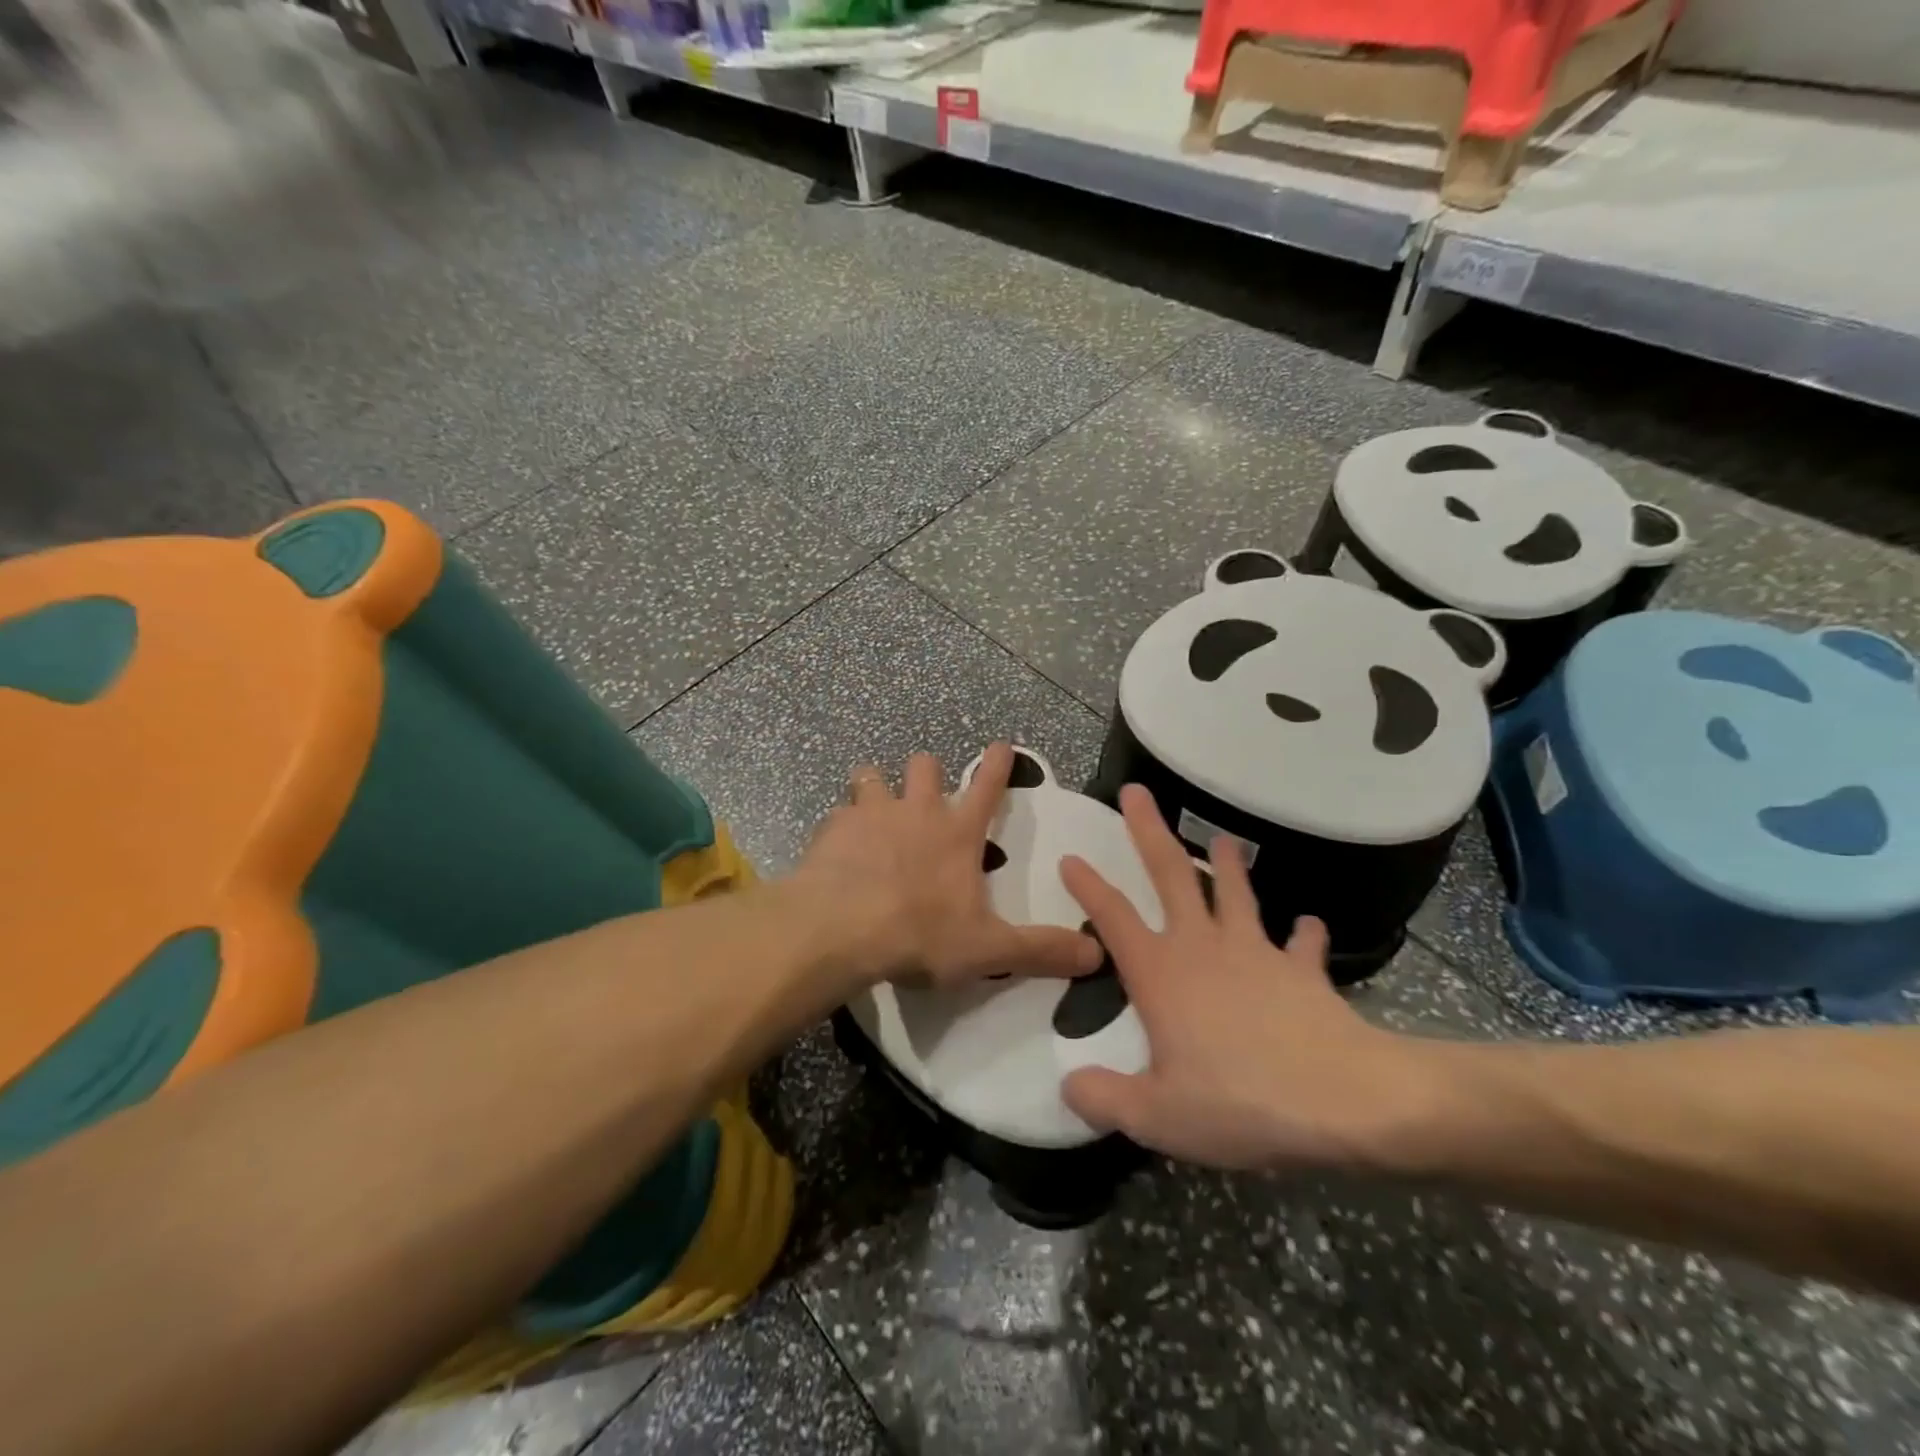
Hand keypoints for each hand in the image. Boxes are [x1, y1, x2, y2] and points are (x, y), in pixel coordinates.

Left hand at [795, 744, 1102, 992]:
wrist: (839, 930)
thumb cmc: (919, 935)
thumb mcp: (988, 949)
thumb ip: (1041, 950)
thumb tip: (1096, 955)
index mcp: (957, 833)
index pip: (987, 787)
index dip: (998, 764)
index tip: (1000, 745)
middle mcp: (916, 811)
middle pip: (925, 766)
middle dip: (927, 772)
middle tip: (922, 794)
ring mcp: (870, 814)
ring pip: (872, 777)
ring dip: (875, 788)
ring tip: (872, 811)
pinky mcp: (831, 828)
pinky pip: (837, 815)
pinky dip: (840, 828)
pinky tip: (836, 851)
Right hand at [1059, 785, 1442, 1174]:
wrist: (1345, 1101)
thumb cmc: (1241, 1103)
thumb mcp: (1157, 1117)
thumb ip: (1105, 1099)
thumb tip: (1068, 1086)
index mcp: (1161, 974)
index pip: (1113, 917)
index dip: (1088, 886)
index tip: (1070, 856)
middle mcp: (1203, 948)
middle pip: (1170, 875)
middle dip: (1149, 830)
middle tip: (1136, 791)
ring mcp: (1256, 953)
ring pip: (1234, 893)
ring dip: (1225, 865)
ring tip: (1222, 839)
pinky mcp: (1302, 971)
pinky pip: (1301, 944)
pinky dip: (1303, 934)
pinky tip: (1307, 926)